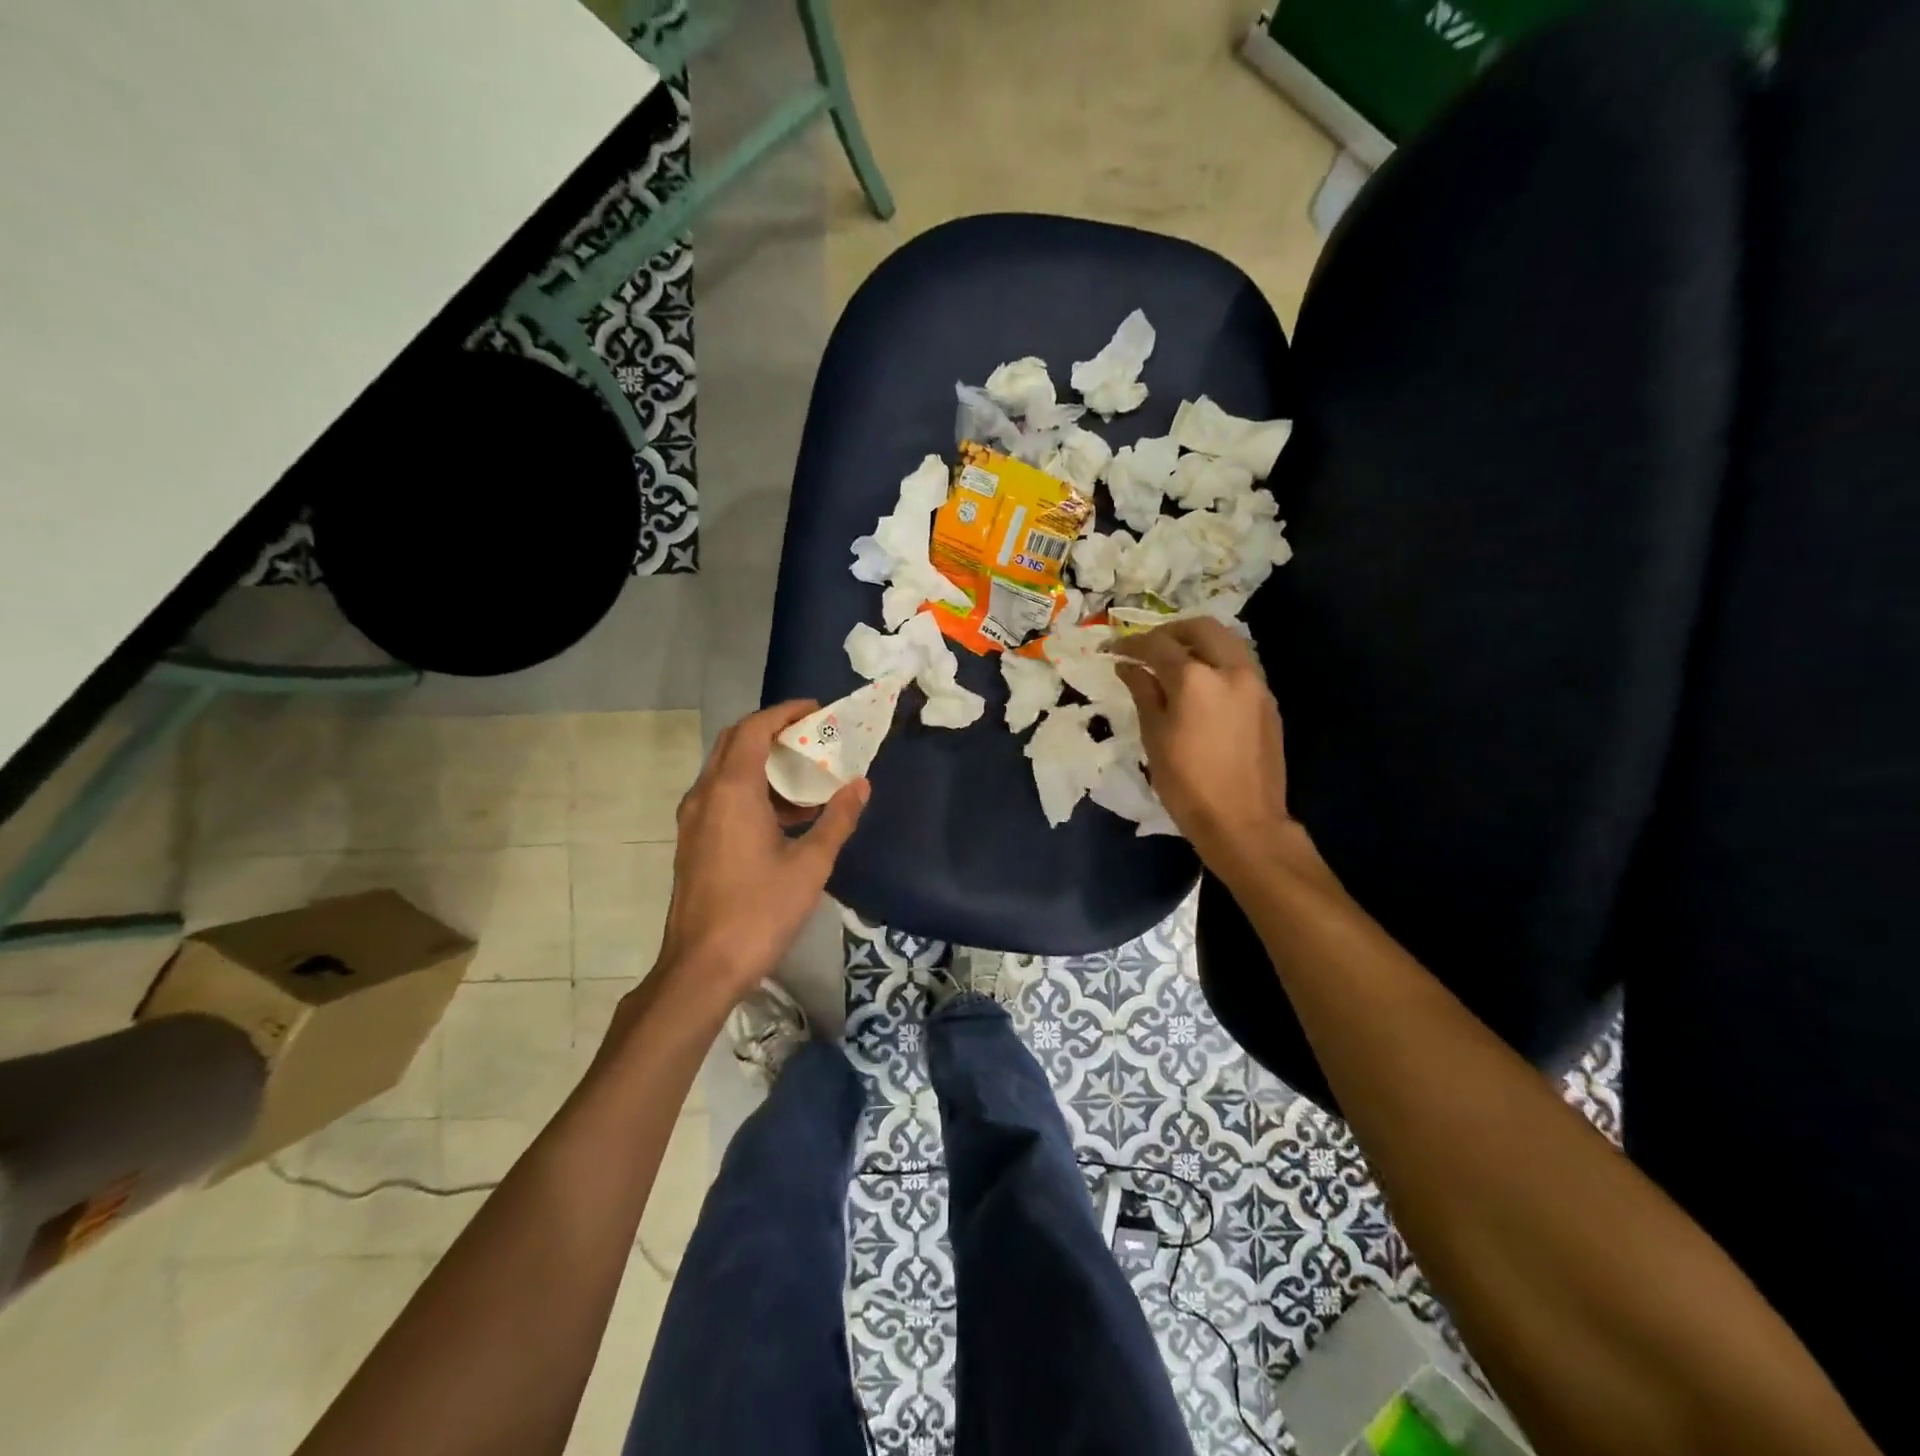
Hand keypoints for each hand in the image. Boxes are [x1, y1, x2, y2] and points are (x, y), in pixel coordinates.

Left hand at [653, 702, 867, 1008]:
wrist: (703, 967)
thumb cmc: (760, 911)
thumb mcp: (810, 864)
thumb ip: (837, 819)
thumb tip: (861, 785)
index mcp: (731, 791)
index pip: (753, 729)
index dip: (784, 712)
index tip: (816, 709)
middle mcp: (705, 796)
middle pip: (734, 742)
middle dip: (772, 732)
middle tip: (811, 736)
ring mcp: (694, 820)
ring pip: (726, 771)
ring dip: (763, 764)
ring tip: (806, 777)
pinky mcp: (693, 842)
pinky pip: (722, 797)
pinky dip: (752, 791)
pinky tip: (786, 817)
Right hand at [1114, 619, 1293, 876]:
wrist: (1243, 822)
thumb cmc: (1186, 784)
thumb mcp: (1154, 737)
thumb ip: (1143, 692)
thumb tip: (1128, 666)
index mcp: (1196, 679)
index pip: (1158, 645)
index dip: (1131, 644)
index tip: (1114, 651)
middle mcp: (1231, 670)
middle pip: (1201, 628)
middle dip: (1171, 631)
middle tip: (1148, 648)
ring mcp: (1256, 684)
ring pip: (1227, 642)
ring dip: (1198, 643)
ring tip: (1175, 662)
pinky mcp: (1269, 702)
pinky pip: (1241, 665)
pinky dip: (1217, 662)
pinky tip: (1201, 686)